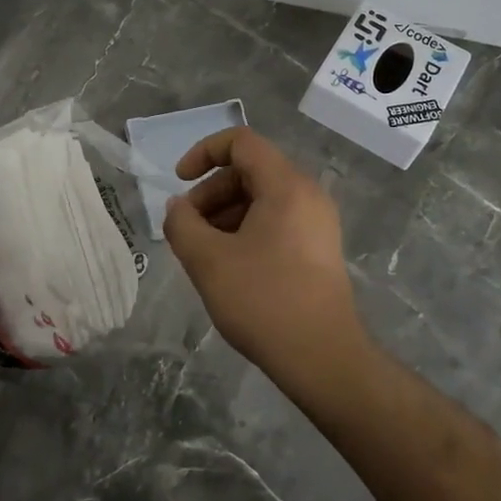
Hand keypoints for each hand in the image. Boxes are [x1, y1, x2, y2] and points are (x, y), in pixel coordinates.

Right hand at [162, 127, 364, 386]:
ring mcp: (318, 222)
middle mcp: (307, 194)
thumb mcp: (208, 260)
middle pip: (250, 170)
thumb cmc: (263, 301)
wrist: (322, 358)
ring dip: (225, 213)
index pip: (241, 142)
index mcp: (286, 186)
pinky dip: (246, 229)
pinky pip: (276, 220)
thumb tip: (177, 208)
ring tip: (204, 250)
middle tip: (188, 228)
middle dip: (211, 191)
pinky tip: (229, 265)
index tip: (179, 182)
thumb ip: (182, 224)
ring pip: (262, 197)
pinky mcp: (319, 248)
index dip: (203, 152)